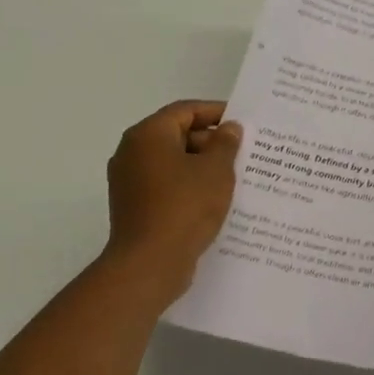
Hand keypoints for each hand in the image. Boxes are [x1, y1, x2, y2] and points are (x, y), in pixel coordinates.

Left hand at [100, 100, 241, 298]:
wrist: (150, 264)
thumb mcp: (216, 171)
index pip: (185, 110)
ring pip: (172, 162)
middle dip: (211, 141)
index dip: (215, 112)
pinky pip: (166, 185)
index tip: (243, 121)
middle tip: (243, 152)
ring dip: (202, 166)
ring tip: (235, 176)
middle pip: (176, 135)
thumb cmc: (185, 207)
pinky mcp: (134, 206)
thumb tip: (229, 128)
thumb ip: (225, 143)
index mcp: (148, 135)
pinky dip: (189, 186)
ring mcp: (129, 181)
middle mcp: (132, 152)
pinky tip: (215, 199)